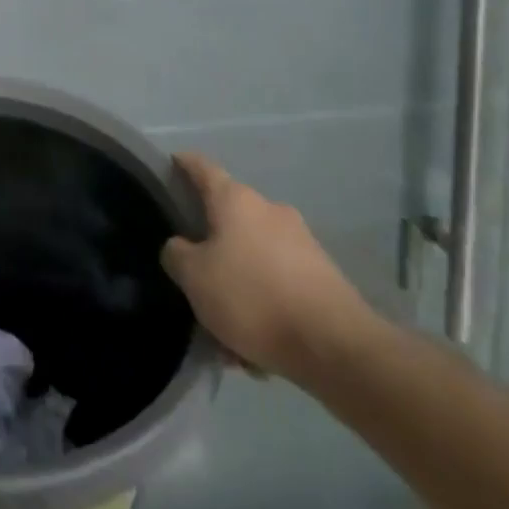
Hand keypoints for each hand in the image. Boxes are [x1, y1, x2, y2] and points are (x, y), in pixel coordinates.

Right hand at [161, 152, 377, 384]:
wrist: (336, 346)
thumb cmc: (253, 297)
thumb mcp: (194, 277)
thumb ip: (177, 255)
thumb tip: (181, 247)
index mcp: (236, 201)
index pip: (203, 168)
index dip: (184, 163)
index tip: (172, 162)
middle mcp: (270, 210)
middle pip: (229, 218)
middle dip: (211, 245)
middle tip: (193, 276)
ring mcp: (301, 242)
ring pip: (253, 257)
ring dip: (237, 283)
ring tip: (226, 328)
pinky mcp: (322, 276)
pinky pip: (278, 283)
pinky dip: (263, 304)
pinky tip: (256, 344)